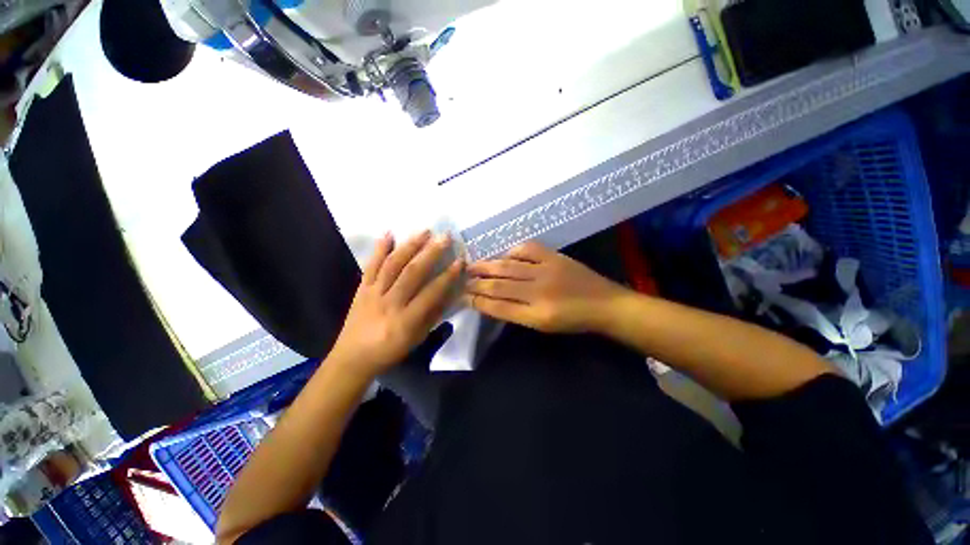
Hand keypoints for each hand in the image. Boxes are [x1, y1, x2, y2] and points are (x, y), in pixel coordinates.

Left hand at [331, 231, 463, 377]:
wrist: (353, 358)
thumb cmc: (390, 351)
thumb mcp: (417, 338)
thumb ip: (433, 314)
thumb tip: (450, 292)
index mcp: (406, 320)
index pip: (431, 293)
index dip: (448, 276)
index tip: (460, 261)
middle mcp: (389, 303)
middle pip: (412, 273)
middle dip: (431, 253)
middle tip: (445, 237)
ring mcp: (373, 293)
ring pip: (393, 265)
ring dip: (410, 245)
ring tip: (425, 231)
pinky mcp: (361, 288)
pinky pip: (370, 265)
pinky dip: (379, 248)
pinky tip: (389, 233)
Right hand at [464, 241, 626, 332]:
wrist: (606, 304)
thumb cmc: (574, 321)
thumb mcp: (543, 326)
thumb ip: (516, 314)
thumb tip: (491, 302)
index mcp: (537, 315)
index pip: (498, 307)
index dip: (477, 301)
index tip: (461, 296)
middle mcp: (539, 292)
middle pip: (499, 286)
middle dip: (476, 283)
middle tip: (460, 280)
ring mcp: (547, 271)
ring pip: (508, 267)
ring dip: (487, 266)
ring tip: (471, 266)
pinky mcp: (555, 257)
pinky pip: (527, 249)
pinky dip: (512, 252)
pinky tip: (504, 256)